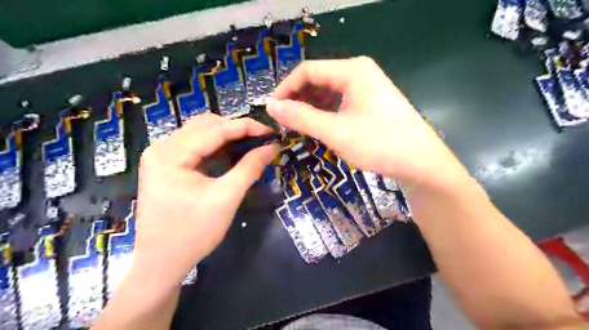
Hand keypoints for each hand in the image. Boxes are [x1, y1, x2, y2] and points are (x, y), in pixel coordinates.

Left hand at [135, 114, 277, 284]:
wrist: (161, 263)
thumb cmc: (193, 233)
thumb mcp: (226, 198)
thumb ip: (250, 168)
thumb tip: (272, 147)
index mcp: (171, 154)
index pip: (215, 129)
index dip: (246, 127)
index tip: (271, 132)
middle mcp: (161, 147)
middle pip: (205, 125)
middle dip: (236, 129)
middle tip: (261, 140)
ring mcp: (161, 156)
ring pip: (200, 133)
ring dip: (227, 136)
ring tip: (251, 145)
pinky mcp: (166, 166)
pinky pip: (195, 146)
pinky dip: (216, 147)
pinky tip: (232, 154)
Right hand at [268, 55, 469, 190]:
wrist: (421, 163)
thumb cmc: (378, 144)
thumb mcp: (335, 131)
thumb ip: (301, 117)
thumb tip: (271, 107)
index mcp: (352, 70)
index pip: (307, 70)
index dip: (286, 89)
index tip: (272, 110)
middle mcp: (359, 73)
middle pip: (318, 80)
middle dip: (298, 99)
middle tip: (283, 121)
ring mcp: (367, 88)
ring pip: (328, 92)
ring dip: (310, 107)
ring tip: (297, 126)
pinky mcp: (370, 103)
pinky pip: (340, 103)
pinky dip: (325, 113)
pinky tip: (318, 127)